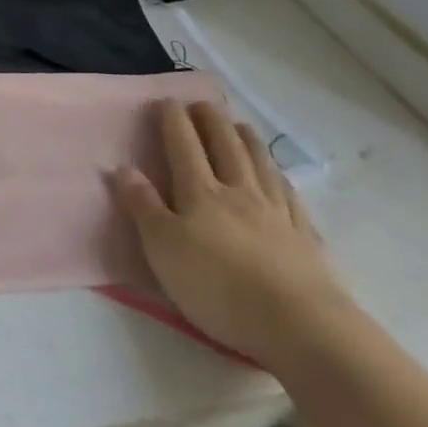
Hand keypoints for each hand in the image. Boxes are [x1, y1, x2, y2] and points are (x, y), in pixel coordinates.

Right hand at [116, 98, 352, 366]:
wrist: (299, 326)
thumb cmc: (218, 287)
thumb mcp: (163, 249)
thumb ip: (143, 206)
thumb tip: (123, 167)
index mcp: (200, 192)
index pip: (183, 145)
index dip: (173, 120)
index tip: (167, 100)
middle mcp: (238, 191)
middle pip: (224, 145)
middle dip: (210, 120)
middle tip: (202, 103)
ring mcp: (275, 212)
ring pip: (259, 163)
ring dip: (246, 139)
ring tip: (239, 124)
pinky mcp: (304, 237)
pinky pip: (290, 196)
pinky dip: (279, 177)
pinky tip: (278, 175)